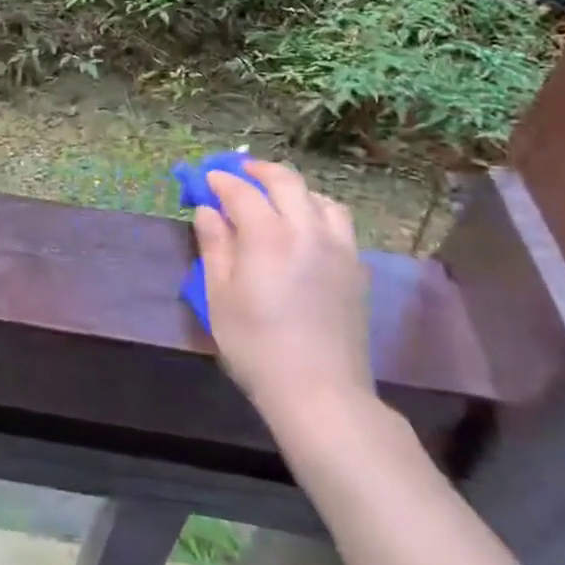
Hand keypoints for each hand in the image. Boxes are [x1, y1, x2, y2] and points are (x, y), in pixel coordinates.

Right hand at [195, 159, 375, 444]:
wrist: (321, 393)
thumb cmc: (257, 346)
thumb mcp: (219, 296)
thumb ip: (214, 246)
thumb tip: (207, 211)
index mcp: (268, 235)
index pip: (241, 191)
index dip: (221, 180)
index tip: (207, 179)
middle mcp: (307, 230)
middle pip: (286, 181)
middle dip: (259, 171)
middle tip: (240, 172)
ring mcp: (339, 248)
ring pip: (321, 198)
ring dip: (295, 190)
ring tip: (277, 198)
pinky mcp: (357, 270)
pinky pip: (339, 224)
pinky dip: (318, 213)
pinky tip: (306, 231)